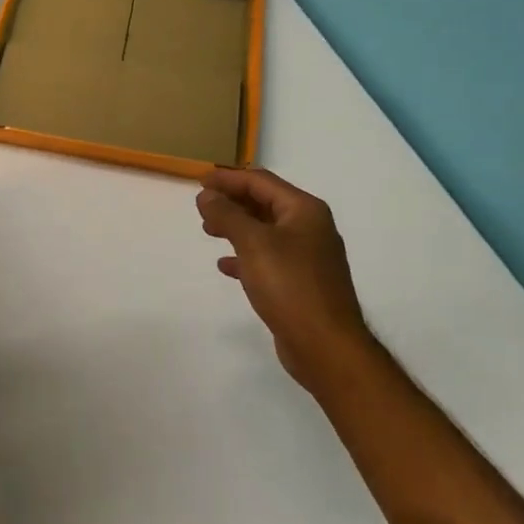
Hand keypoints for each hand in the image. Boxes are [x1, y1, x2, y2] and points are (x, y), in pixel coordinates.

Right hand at [197, 167, 376, 390]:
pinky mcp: (301, 282)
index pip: (261, 182)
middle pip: (264, 203)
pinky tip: (226, 265)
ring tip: (209, 231)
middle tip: (201, 207)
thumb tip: (207, 195)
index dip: (228, 178)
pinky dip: (245, 256)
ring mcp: (307, 256)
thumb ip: (227, 215)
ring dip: (236, 227)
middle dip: (232, 202)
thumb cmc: (290, 285)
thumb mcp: (253, 243)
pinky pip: (268, 258)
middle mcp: (310, 228)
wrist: (325, 345)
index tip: (198, 181)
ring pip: (265, 231)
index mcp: (304, 211)